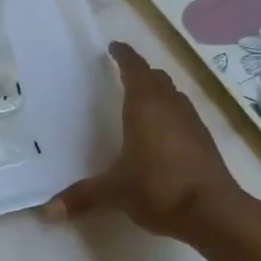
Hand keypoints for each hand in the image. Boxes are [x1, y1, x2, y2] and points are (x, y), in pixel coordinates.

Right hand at [43, 41, 246, 241]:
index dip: (124, 56)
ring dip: (158, 92)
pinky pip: (184, 116)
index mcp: (145, 107)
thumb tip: (47, 212)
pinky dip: (170, 114)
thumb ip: (81, 196)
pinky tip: (162, 133)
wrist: (213, 211)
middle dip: (140, 73)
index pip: (134, 69)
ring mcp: (192, 123)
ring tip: (143, 100)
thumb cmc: (158, 188)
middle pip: (156, 79)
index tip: (114, 47)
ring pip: (173, 96)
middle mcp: (170, 107)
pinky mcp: (204, 141)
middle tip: (124, 74)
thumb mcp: (114, 192)